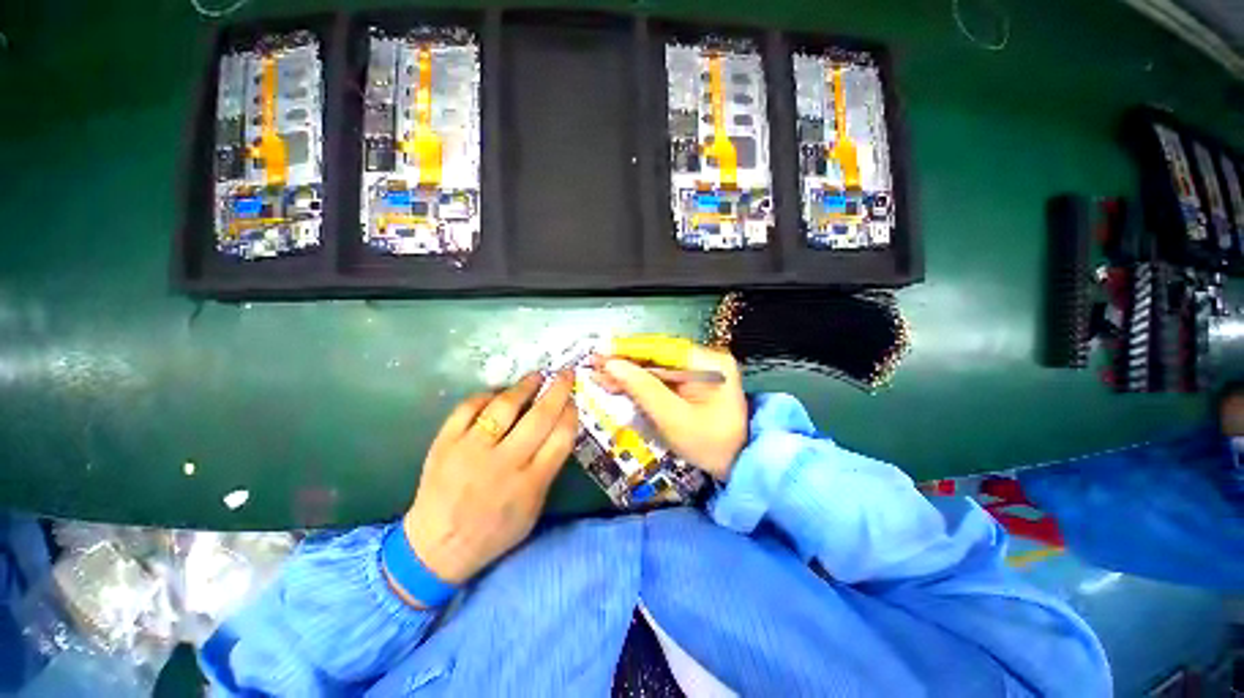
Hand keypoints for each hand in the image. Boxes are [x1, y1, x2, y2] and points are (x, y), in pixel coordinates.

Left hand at [402, 371, 577, 591]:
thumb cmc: (494, 531)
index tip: (573, 401)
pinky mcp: (445, 443)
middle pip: (539, 417)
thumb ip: (548, 468)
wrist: (435, 547)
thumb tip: (559, 428)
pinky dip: (486, 395)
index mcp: (530, 483)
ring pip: (504, 407)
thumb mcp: (533, 508)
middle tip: (565, 373)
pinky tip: (498, 393)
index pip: (561, 438)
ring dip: (524, 386)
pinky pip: (468, 408)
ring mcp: (471, 451)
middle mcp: (504, 463)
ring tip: (536, 376)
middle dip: (557, 391)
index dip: (570, 414)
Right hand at [594, 338, 746, 480]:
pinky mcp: (692, 381)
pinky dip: (640, 381)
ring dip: (629, 371)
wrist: (736, 464)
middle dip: (626, 361)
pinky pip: (661, 377)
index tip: (601, 352)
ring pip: (656, 365)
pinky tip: (619, 382)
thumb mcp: (674, 418)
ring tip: (601, 374)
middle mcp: (705, 359)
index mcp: (709, 363)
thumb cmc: (709, 444)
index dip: (629, 349)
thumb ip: (643, 389)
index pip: (662, 348)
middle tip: (595, 364)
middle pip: (658, 355)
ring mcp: (699, 369)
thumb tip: (612, 365)